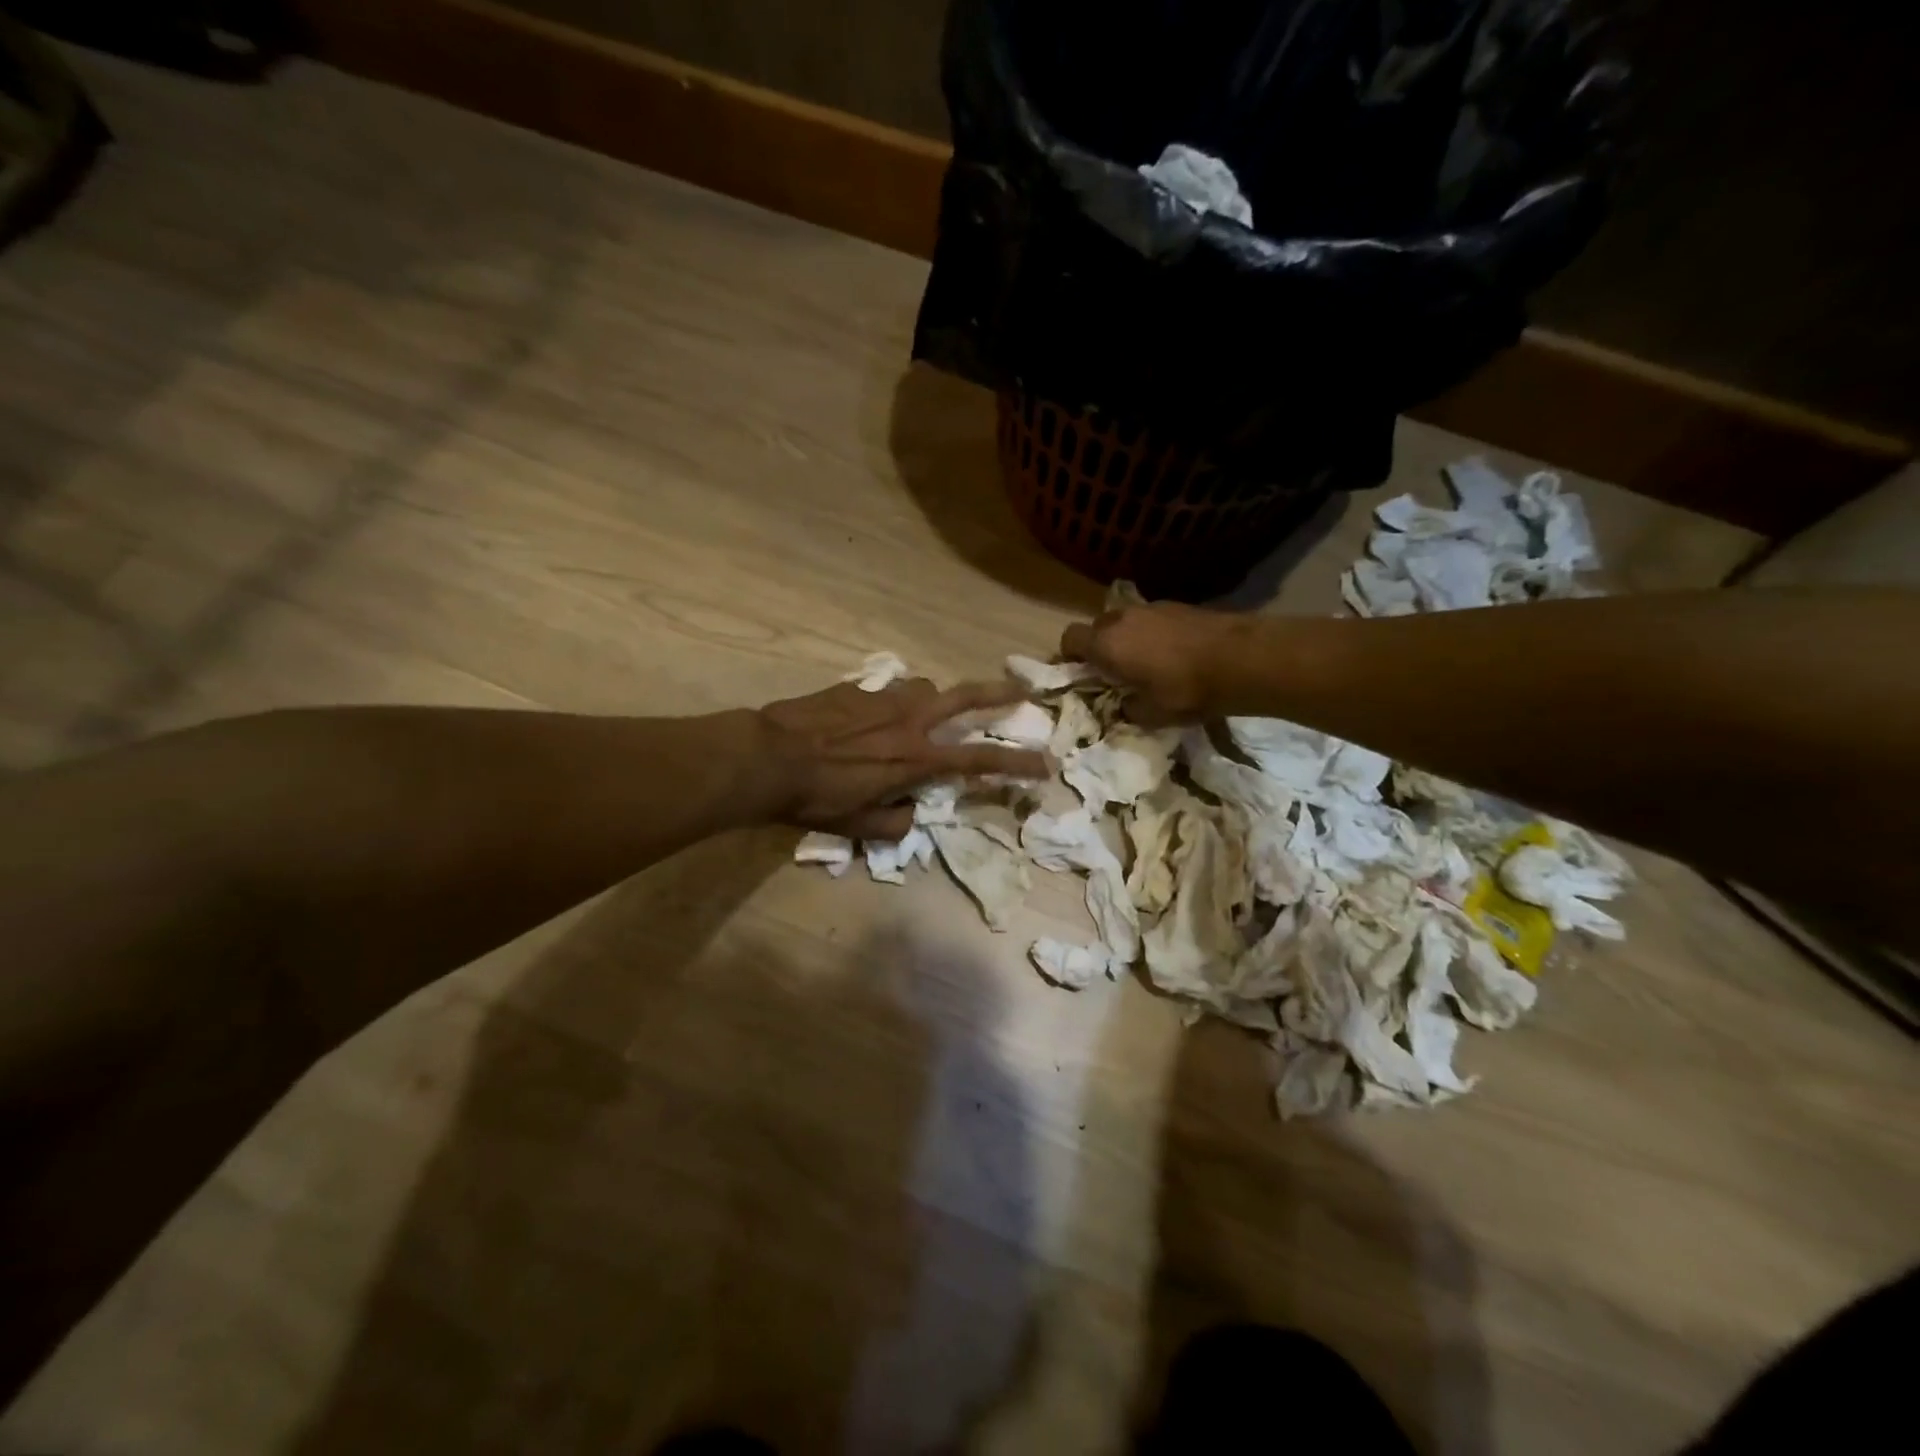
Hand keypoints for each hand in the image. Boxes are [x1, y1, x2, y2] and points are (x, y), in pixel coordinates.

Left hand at [757, 678, 1049, 838]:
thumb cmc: (817, 798)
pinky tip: (872, 717)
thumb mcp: (861, 826)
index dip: (1016, 764)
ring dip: (935, 700)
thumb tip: (912, 813)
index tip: (1045, 764)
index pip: (979, 761)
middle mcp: (909, 721)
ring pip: (925, 689)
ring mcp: (883, 699)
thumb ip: (896, 822)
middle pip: (966, 698)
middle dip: (1000, 695)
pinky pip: (888, 691)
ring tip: (925, 714)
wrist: (768, 758)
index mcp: (916, 759)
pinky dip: (893, 703)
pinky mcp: (857, 689)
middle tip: (1022, 691)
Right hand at [1060, 603, 1239, 724]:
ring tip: (1147, 662)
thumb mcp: (1152, 715)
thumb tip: (1125, 705)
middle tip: (1114, 671)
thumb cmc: (1186, 690)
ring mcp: (1152, 608)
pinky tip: (1174, 654)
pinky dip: (1153, 633)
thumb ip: (1129, 710)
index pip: (1070, 638)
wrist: (1241, 659)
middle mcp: (1122, 619)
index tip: (1079, 673)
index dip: (1069, 655)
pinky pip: (1152, 619)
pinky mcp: (1179, 605)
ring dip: (1128, 638)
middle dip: (1100, 646)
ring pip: (1126, 621)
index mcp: (1106, 644)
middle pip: (1097, 626)